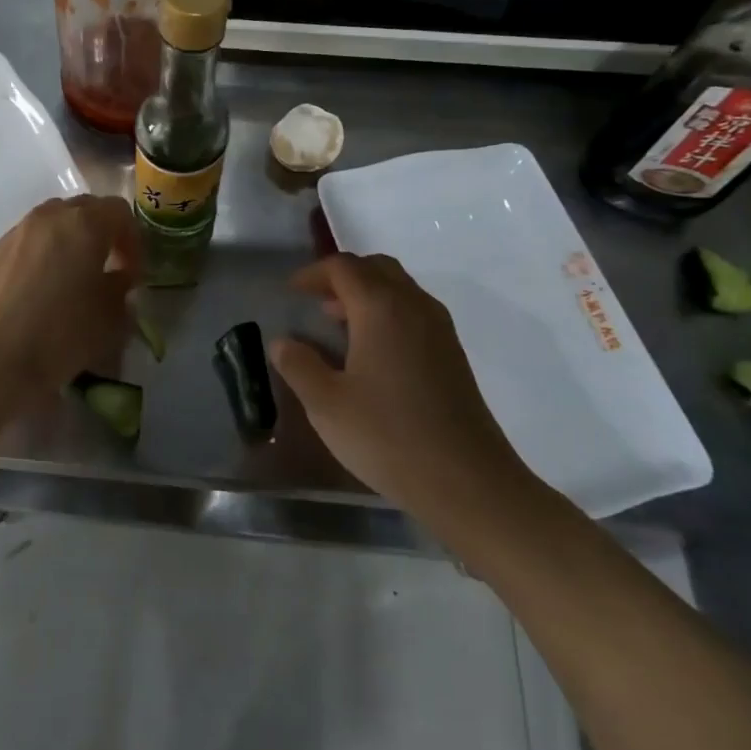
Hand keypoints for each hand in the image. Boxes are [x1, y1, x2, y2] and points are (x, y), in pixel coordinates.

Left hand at [0, 196, 138, 396]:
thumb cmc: (65, 333)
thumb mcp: (113, 316)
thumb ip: (121, 286)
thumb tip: (116, 277)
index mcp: (85, 224)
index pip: (119, 211)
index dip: (132, 240)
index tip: (132, 273)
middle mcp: (48, 217)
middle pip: (82, 208)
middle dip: (99, 232)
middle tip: (105, 267)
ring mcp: (15, 233)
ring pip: (49, 222)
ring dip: (66, 241)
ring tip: (69, 276)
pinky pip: (24, 244)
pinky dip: (38, 256)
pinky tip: (36, 290)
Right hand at [270, 254, 541, 528]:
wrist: (467, 482)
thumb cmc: (387, 436)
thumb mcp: (326, 404)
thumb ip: (299, 365)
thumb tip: (282, 342)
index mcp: (381, 308)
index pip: (343, 267)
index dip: (313, 273)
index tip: (291, 292)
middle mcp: (414, 306)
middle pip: (376, 268)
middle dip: (343, 276)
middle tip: (316, 302)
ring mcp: (440, 330)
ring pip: (400, 288)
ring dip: (367, 294)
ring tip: (340, 326)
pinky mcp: (453, 354)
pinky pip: (415, 312)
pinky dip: (388, 314)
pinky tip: (373, 353)